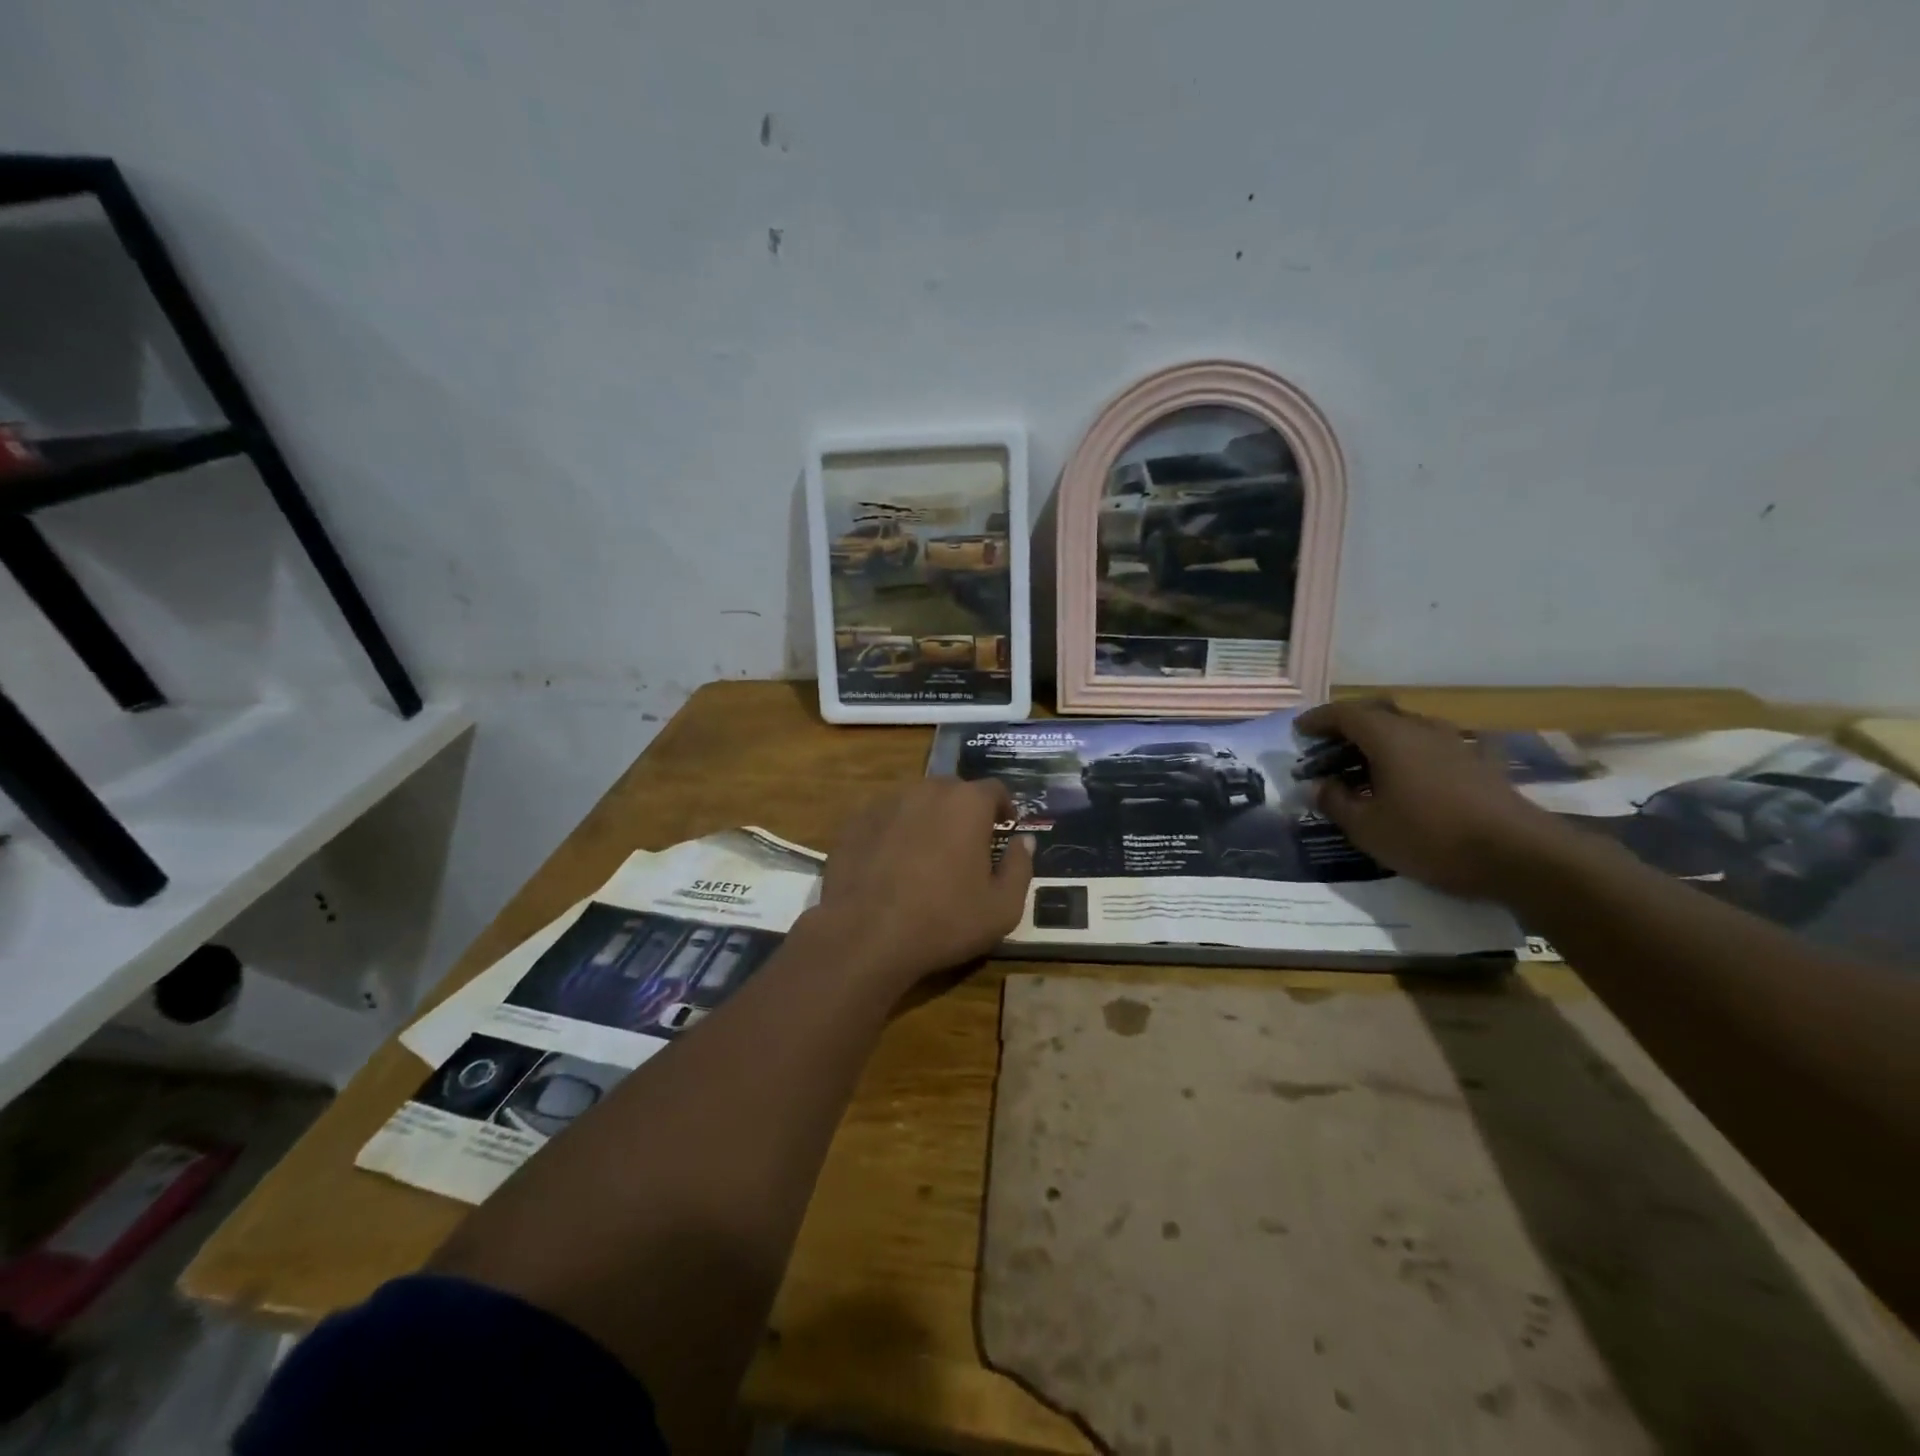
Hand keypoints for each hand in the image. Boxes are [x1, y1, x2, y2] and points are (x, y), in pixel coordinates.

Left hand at [811, 777, 1033, 991]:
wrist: (865, 937)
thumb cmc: (943, 922)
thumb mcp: (1002, 908)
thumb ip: (1020, 867)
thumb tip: (1023, 841)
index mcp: (966, 804)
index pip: (994, 789)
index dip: (1003, 807)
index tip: (1004, 829)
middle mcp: (926, 791)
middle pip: (953, 791)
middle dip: (964, 812)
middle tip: (967, 846)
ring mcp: (886, 803)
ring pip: (916, 802)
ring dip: (928, 820)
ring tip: (927, 855)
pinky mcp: (855, 822)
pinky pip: (886, 819)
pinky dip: (895, 832)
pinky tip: (891, 864)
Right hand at [1295, 700, 1571, 900]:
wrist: (1520, 855)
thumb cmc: (1431, 837)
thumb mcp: (1367, 828)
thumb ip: (1335, 802)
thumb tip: (1318, 786)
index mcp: (1389, 737)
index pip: (1344, 714)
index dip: (1318, 720)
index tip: (1299, 732)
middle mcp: (1421, 729)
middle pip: (1377, 715)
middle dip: (1347, 729)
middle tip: (1327, 750)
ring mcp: (1456, 744)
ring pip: (1407, 730)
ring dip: (1380, 742)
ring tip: (1363, 768)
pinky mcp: (1480, 764)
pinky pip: (1434, 748)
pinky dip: (1412, 756)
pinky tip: (1411, 779)